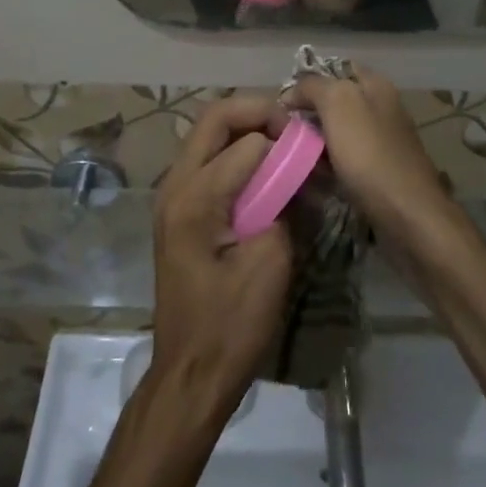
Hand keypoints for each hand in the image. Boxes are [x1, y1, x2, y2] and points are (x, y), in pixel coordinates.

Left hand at [152, 97, 295, 416]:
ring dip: (247, 131)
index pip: (244, 140)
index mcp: (194, 196)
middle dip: (258, 113)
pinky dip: (237, 154)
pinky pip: (207, 160)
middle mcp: (175, 185)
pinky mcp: (179, 211)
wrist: (191, 373)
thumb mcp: (270, 262)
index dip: (283, 139)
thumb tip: (291, 171)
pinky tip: (266, 174)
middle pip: (214, 118)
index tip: (313, 152)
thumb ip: (281, 203)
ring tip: (284, 148)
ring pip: (208, 136)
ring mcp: (172, 196)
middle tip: (294, 131)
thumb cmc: (231, 324)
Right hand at [286, 67, 453, 242]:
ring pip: (337, 134)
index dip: (307, 82)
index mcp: (376, 86)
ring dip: (314, 144)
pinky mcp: (379, 172)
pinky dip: (327, 167)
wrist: (409, 217)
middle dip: (308, 115)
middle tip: (281, 132)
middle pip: (335, 103)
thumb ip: (314, 87)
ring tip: (290, 157)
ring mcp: (382, 142)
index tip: (282, 103)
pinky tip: (312, 179)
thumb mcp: (339, 104)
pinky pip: (345, 161)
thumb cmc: (371, 155)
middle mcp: (381, 108)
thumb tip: (292, 92)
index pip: (334, 69)